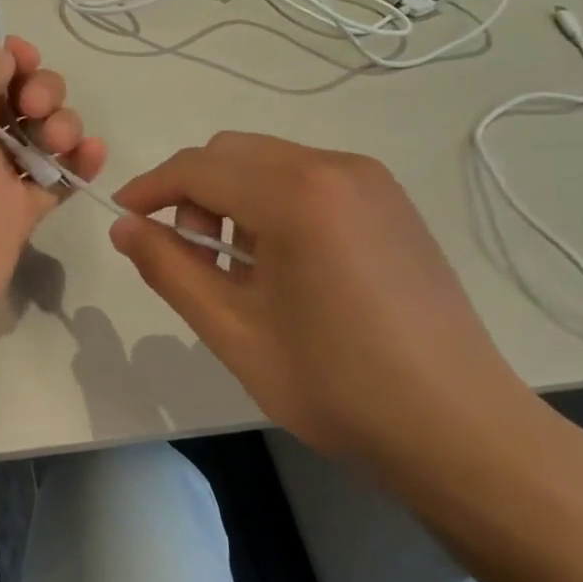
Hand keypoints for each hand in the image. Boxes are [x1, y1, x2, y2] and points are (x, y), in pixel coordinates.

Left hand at [0, 37, 105, 372]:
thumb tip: (3, 57)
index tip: (26, 59)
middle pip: (11, 92)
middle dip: (37, 87)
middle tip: (36, 108)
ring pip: (39, 131)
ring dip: (61, 121)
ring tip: (60, 140)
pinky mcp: (18, 214)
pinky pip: (57, 177)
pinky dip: (80, 162)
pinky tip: (92, 156)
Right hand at [108, 133, 545, 475]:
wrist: (460, 429)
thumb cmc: (337, 386)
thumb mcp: (234, 332)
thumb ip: (169, 269)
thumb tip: (124, 227)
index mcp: (296, 195)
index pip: (197, 167)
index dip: (150, 188)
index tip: (122, 218)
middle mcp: (335, 166)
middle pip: (231, 152)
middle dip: (193, 193)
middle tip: (193, 258)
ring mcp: (370, 180)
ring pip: (268, 160)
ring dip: (232, 196)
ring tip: (240, 267)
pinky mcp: (390, 200)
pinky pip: (307, 175)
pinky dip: (273, 200)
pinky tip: (284, 260)